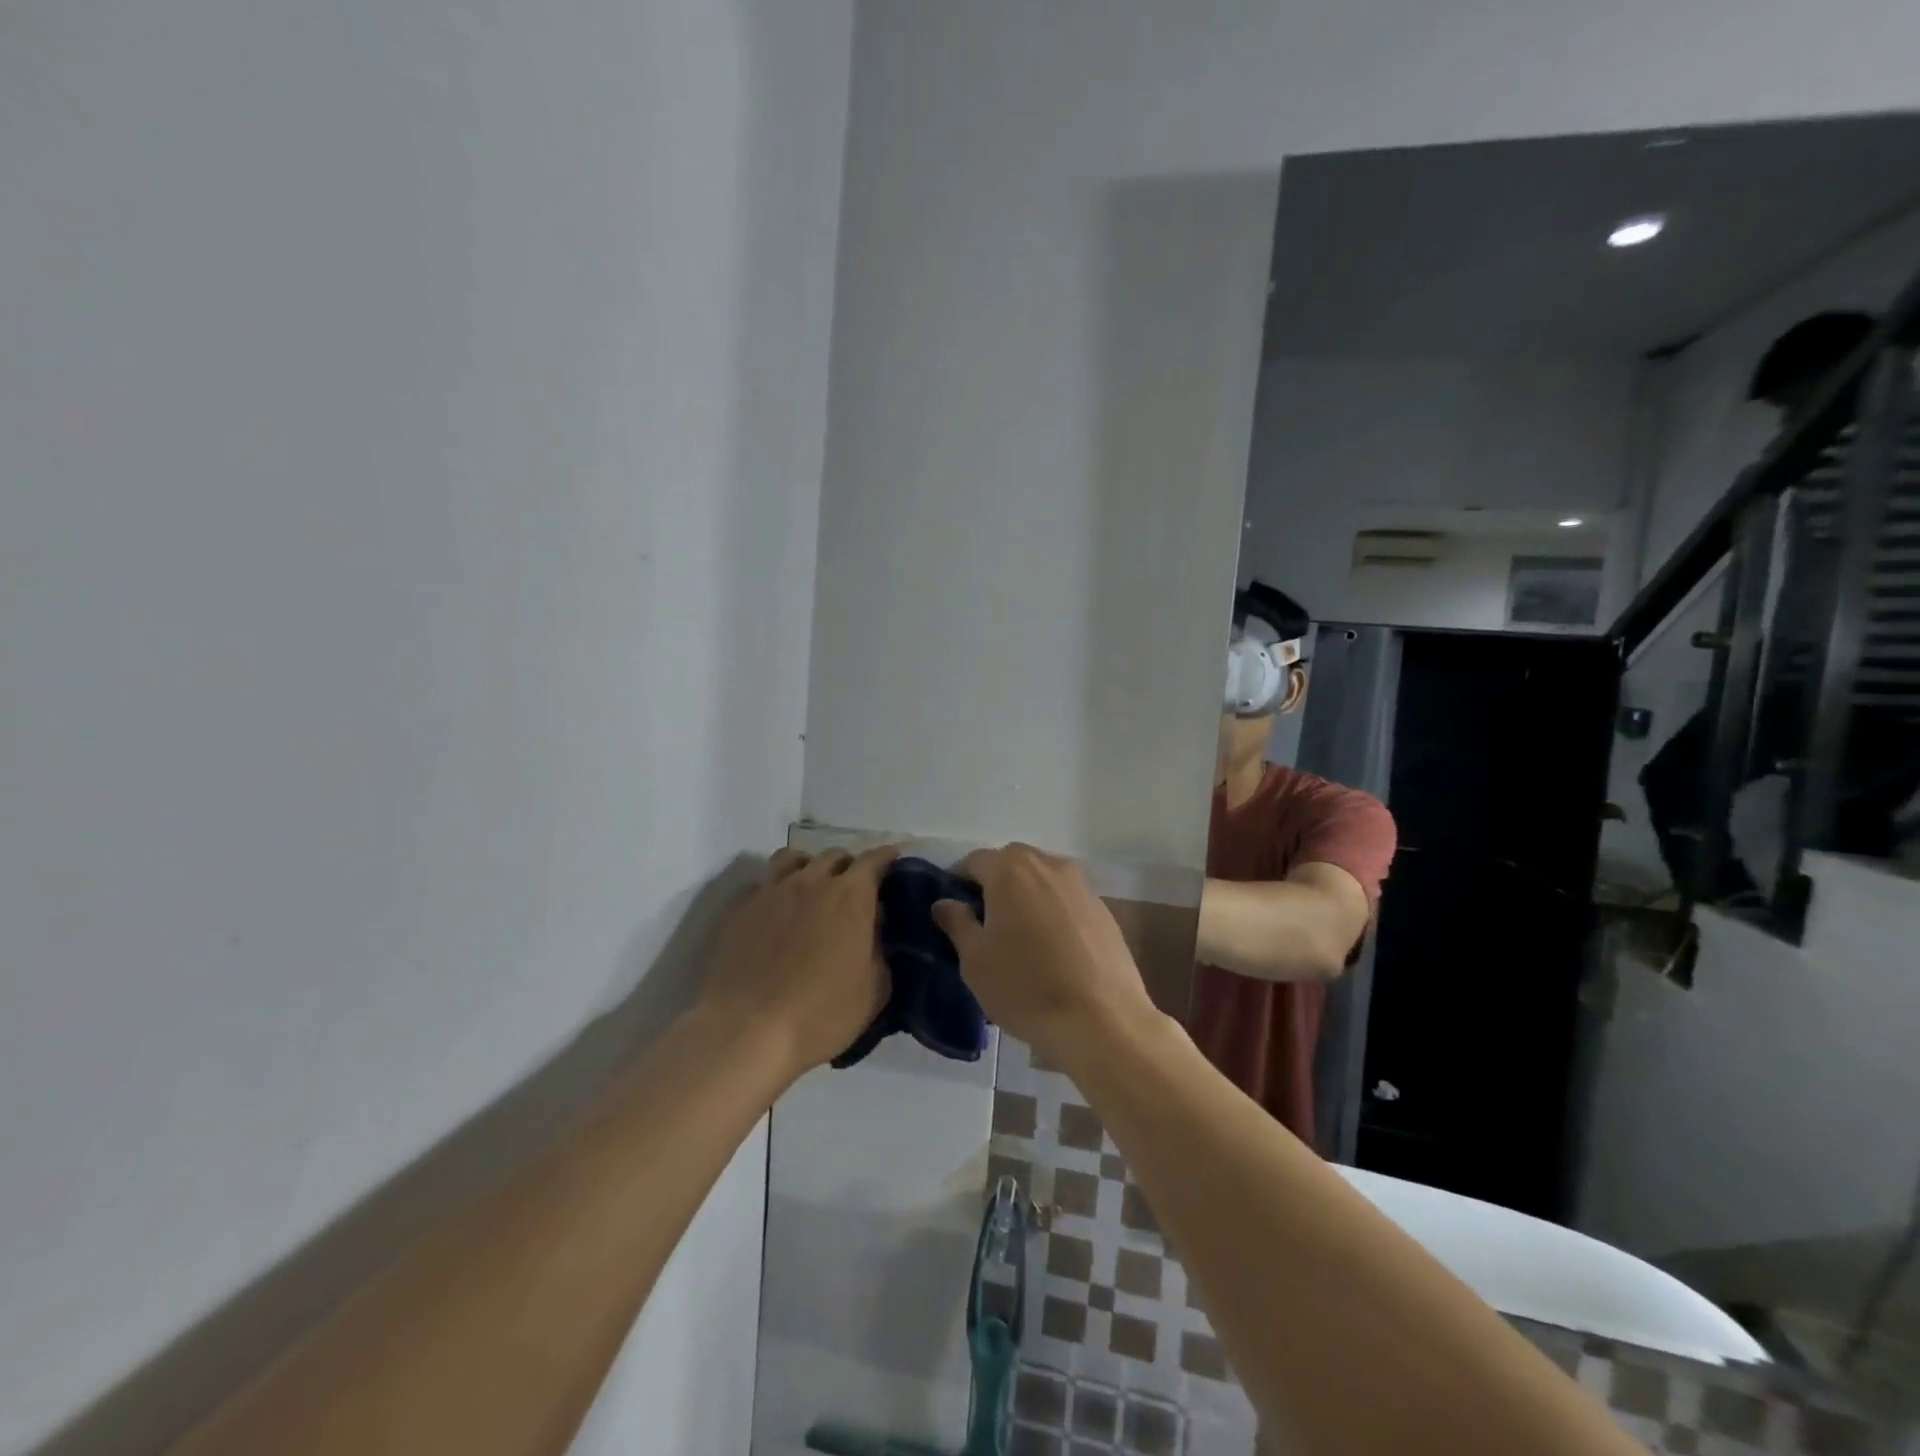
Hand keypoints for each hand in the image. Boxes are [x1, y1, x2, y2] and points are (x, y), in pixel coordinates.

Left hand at [699, 846, 895, 1080]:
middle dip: (849, 867)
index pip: (875, 859)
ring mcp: (771, 891)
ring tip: (812, 888)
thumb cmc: (822, 1014)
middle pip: (835, 856)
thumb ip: (880, 950)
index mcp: (851, 896)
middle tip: (854, 889)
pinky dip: (777, 889)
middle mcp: (812, 881)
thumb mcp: (875, 990)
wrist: (747, 1031)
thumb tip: (875, 929)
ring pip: (794, 858)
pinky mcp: (740, 908)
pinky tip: (777, 912)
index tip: (894, 861)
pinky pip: (764, 883)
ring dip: (810, 867)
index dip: (887, 857)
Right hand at [932, 843, 1160, 1070]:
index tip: (953, 911)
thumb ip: (958, 923)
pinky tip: (1052, 949)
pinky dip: (1053, 912)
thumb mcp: (975, 961)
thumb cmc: (1026, 987)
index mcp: (1010, 870)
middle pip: (1012, 863)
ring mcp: (1081, 885)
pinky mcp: (1103, 909)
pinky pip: (1067, 900)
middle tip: (984, 924)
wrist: (1103, 1020)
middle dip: (995, 885)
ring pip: (1042, 879)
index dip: (958, 881)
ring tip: (1020, 937)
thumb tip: (945, 902)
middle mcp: (1048, 865)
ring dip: (1026, 896)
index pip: (974, 861)